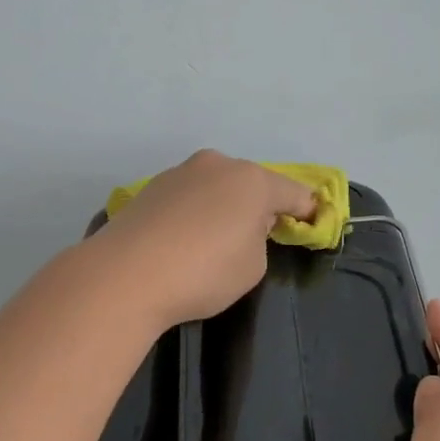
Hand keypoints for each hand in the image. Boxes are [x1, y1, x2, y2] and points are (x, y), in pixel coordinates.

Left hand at [92, 150, 316, 327]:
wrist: (126, 275)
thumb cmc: (203, 272)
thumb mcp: (252, 266)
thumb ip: (259, 240)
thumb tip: (242, 227)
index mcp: (252, 181)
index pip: (293, 192)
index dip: (307, 210)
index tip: (313, 222)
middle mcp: (217, 165)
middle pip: (251, 184)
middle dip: (259, 205)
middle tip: (259, 235)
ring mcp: (180, 173)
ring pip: (216, 187)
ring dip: (223, 207)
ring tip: (215, 240)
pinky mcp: (150, 188)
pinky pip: (188, 198)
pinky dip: (195, 213)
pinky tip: (184, 240)